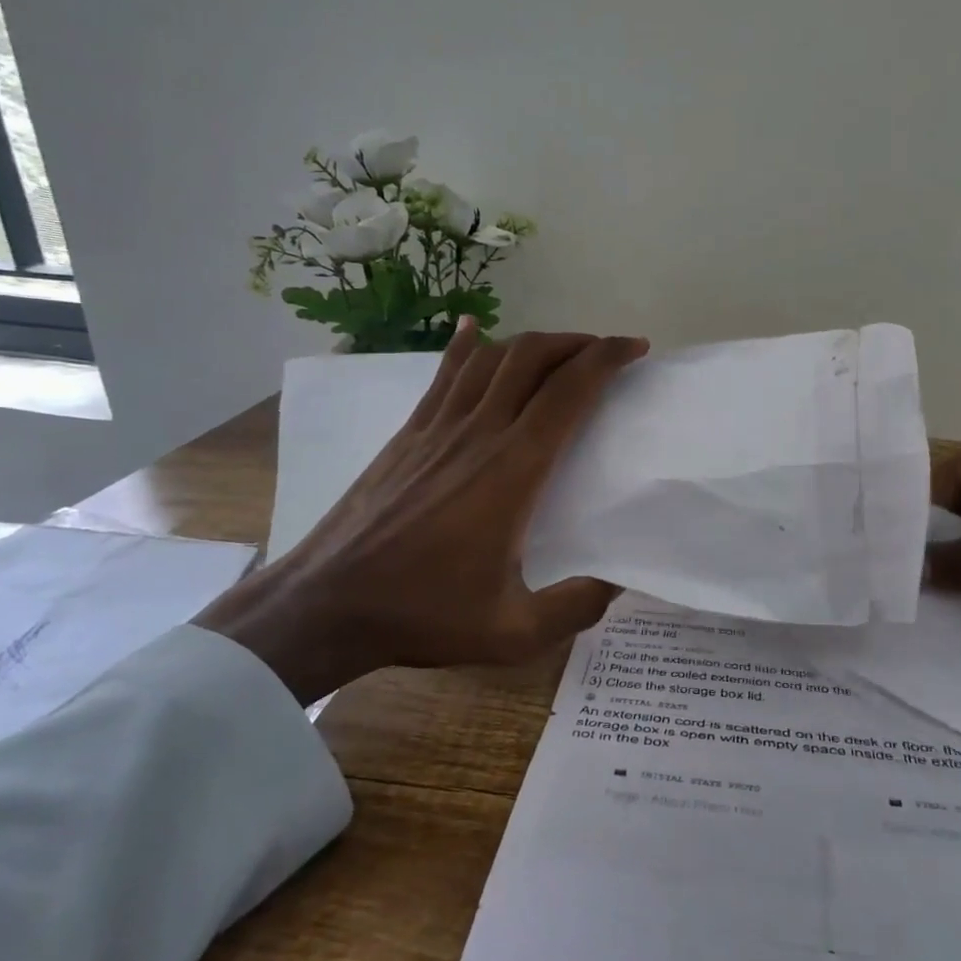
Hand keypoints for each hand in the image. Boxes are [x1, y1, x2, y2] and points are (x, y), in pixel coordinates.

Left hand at [195, 321, 647, 705]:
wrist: (325, 605)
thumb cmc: (423, 614)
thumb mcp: (514, 632)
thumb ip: (576, 608)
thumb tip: (618, 583)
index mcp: (513, 470)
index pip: (569, 391)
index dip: (606, 359)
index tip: (634, 349)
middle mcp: (478, 433)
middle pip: (532, 358)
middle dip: (577, 342)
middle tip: (607, 351)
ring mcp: (436, 428)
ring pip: (490, 358)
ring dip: (532, 344)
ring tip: (560, 350)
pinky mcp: (407, 435)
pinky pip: (444, 375)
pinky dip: (466, 347)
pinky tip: (472, 329)